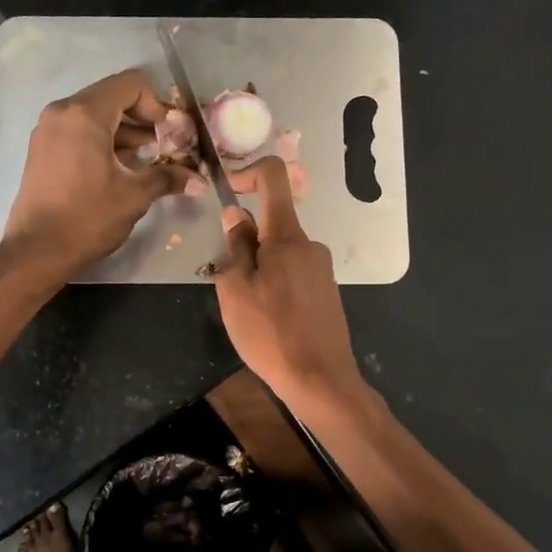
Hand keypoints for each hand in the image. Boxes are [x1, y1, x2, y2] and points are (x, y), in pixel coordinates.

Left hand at [0, 69, 186, 276]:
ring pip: (95, 115)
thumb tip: (200, 181)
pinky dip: (102, 141)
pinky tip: (119, 169)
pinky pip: (79, 131)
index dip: (157, 105)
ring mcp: (48, 129)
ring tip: (146, 161)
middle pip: (112, 96)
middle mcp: (62, 112)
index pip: (131, 84)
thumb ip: (168, 178)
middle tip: (164, 147)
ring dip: (124, 132)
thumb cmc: (88, 219)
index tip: (170, 135)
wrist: (37, 251)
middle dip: (142, 119)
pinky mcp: (42, 148)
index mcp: (85, 114)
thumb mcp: (134, 197)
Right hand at [212, 157, 365, 411]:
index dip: (247, 172)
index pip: (274, 176)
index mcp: (287, 236)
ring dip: (259, 268)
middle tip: (230, 283)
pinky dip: (274, 284)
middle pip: (272, 223)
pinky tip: (268, 320)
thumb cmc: (270, 332)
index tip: (226, 191)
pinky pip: (293, 273)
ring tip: (248, 310)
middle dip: (246, 241)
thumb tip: (236, 215)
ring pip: (281, 252)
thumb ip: (236, 247)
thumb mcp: (236, 289)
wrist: (320, 379)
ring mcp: (321, 269)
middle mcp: (310, 245)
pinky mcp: (326, 292)